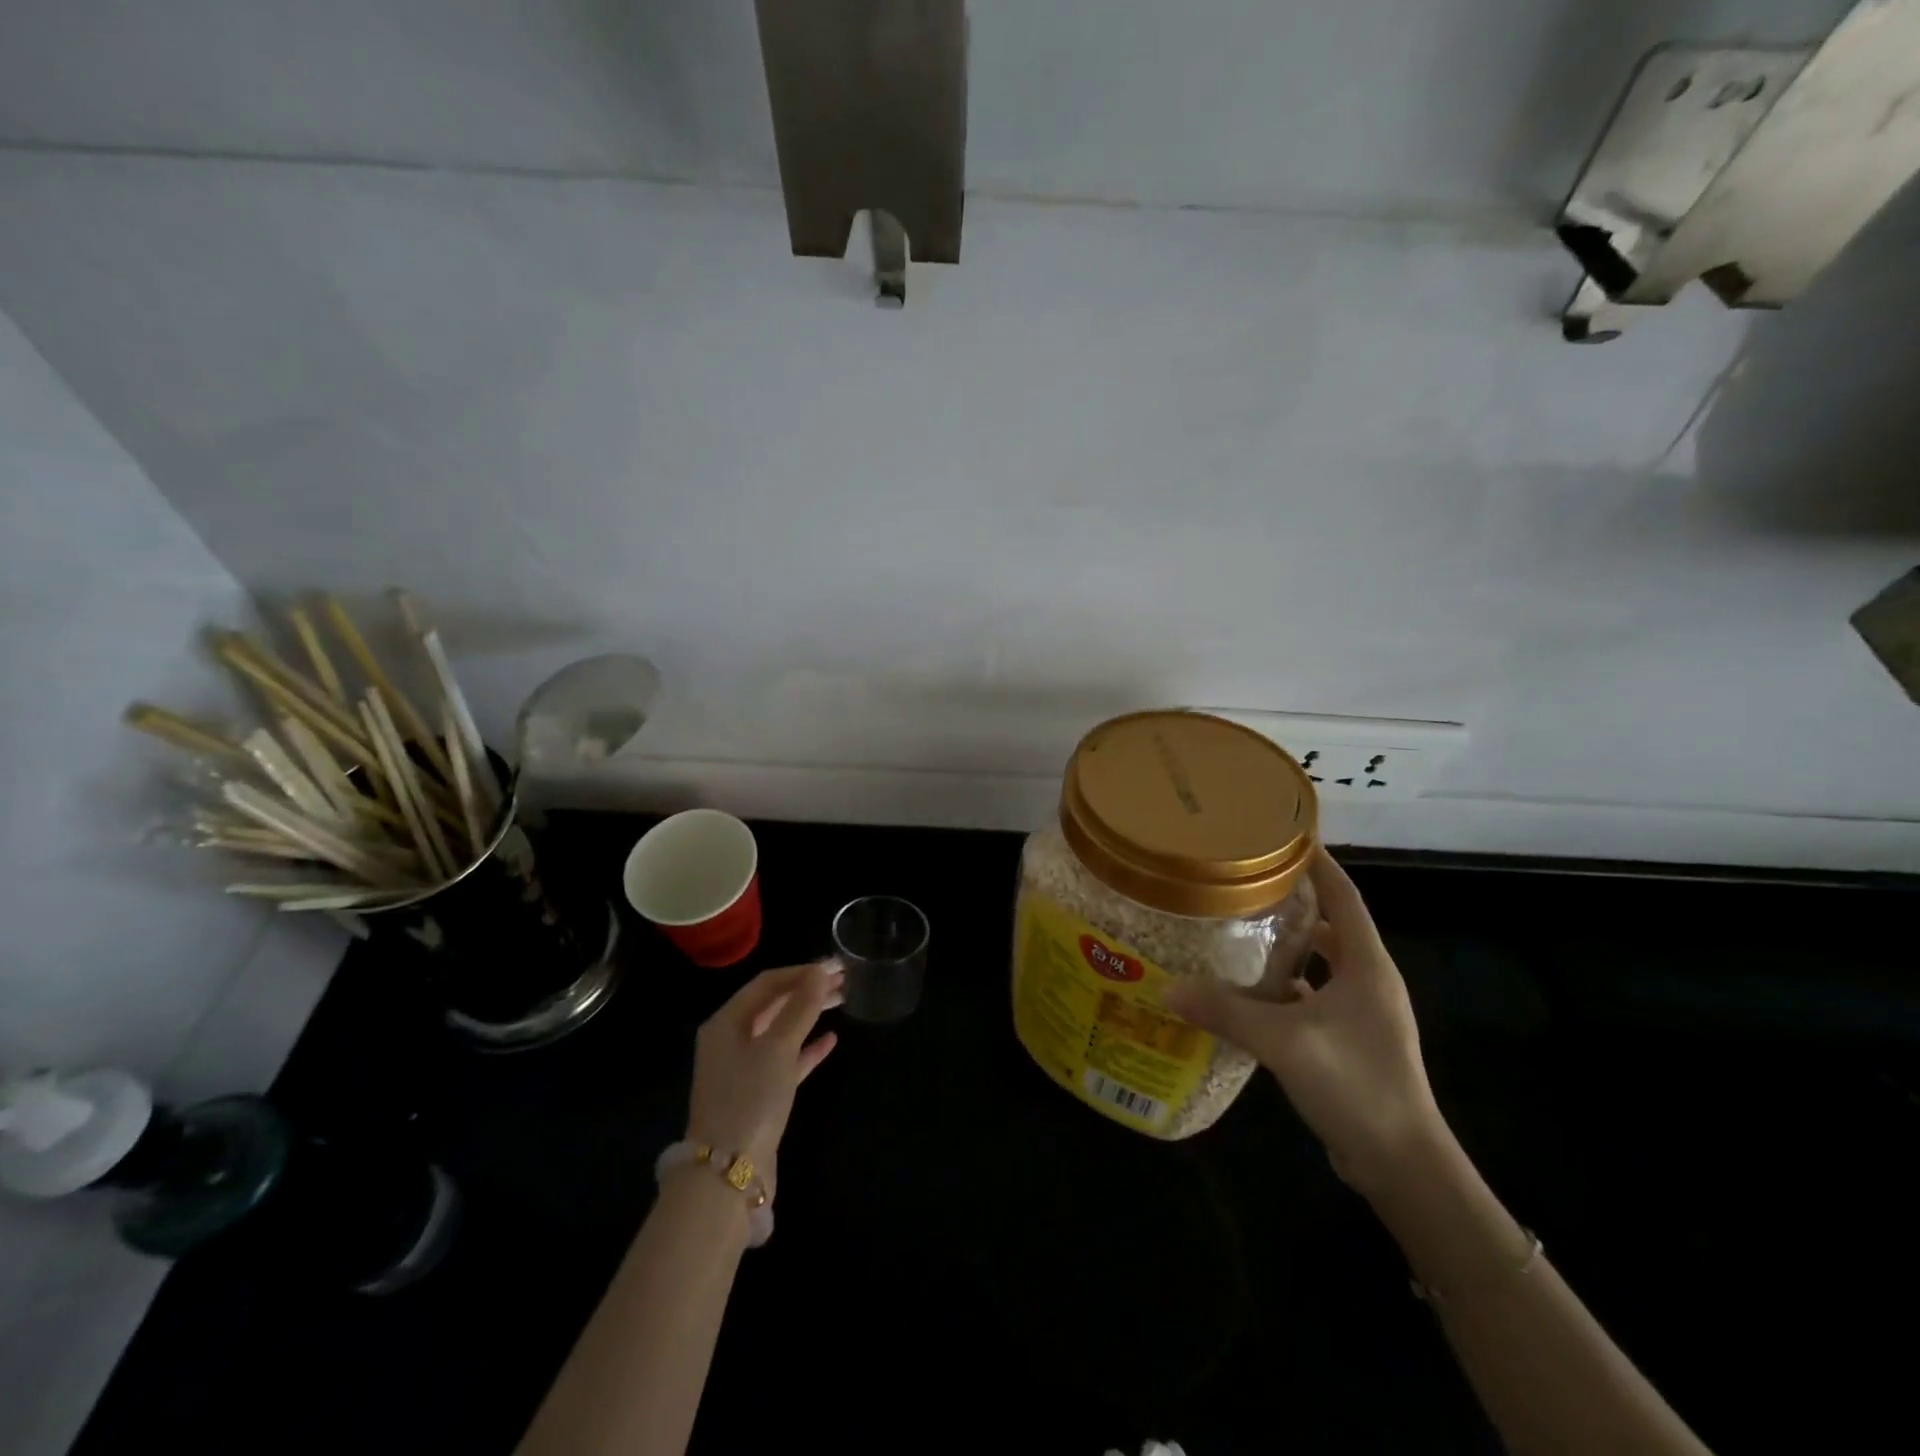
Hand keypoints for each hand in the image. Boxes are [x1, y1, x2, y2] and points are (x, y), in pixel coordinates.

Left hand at [685, 961, 842, 1197]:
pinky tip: (831, 1040)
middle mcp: (730, 1040)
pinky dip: (806, 1048)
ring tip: (842, 1001)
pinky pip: (785, 1060)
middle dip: (807, 990)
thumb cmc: (750, 1098)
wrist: (728, 1173)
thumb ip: (800, 1007)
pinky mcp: (758, 1094)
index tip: (835, 967)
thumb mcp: (778, 1047)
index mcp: (726, 1022)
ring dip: (810, 1014)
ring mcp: (743, 1069)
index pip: (767, 983)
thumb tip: (820, 973)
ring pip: (781, 1030)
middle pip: (773, 1004)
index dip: (801, 971)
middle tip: (843, 980)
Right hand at [1162, 846, 1445, 1196]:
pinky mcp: (1350, 1040)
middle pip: (1331, 924)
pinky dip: (1285, 987)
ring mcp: (1362, 1013)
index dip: (1317, 863)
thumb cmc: (1356, 1085)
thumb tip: (1169, 987)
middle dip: (1294, 900)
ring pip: (1322, 962)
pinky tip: (1248, 992)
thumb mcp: (1284, 1042)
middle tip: (1245, 882)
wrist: (1404, 1165)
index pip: (1344, 895)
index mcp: (1366, 965)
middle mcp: (1369, 980)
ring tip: (1240, 928)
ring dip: (1289, 946)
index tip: (1281, 836)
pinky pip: (1314, 996)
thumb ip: (1226, 1011)